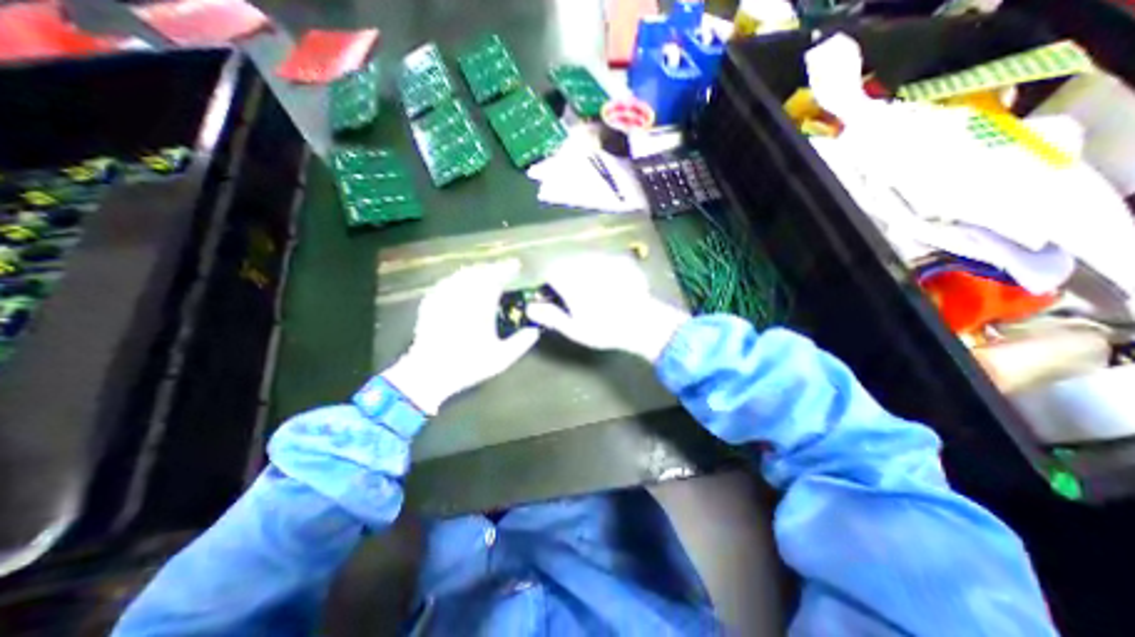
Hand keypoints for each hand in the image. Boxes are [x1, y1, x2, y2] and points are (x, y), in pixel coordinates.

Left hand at [383, 260, 537, 413]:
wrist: (429, 372)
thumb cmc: (467, 364)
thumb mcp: (501, 358)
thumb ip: (521, 343)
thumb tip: (534, 331)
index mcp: (481, 304)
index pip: (496, 277)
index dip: (507, 269)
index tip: (516, 266)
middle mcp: (462, 294)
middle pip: (479, 271)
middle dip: (492, 268)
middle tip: (503, 271)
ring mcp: (443, 296)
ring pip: (462, 275)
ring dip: (476, 272)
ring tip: (485, 275)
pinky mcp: (430, 302)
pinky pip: (447, 282)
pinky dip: (459, 279)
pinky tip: (461, 285)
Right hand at [525, 254, 691, 363]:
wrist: (644, 322)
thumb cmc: (605, 329)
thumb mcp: (575, 329)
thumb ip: (551, 316)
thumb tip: (529, 307)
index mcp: (570, 280)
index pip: (550, 271)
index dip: (550, 282)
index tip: (554, 293)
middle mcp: (584, 264)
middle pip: (567, 262)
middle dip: (567, 274)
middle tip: (575, 293)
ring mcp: (604, 259)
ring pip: (586, 258)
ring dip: (585, 269)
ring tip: (596, 289)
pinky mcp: (621, 259)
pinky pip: (605, 259)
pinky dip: (604, 268)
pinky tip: (612, 283)